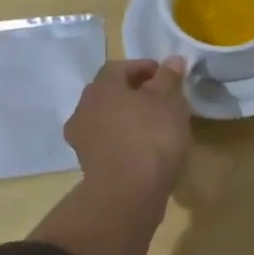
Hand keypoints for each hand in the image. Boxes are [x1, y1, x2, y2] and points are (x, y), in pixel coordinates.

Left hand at [65, 58, 192, 207]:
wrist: (128, 194)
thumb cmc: (151, 136)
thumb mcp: (169, 100)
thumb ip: (169, 77)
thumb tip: (172, 60)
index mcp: (101, 87)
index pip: (119, 67)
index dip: (143, 68)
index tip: (166, 77)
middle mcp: (84, 108)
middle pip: (110, 92)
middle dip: (134, 93)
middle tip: (161, 100)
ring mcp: (82, 139)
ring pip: (107, 118)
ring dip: (127, 118)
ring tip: (156, 126)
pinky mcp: (88, 165)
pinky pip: (107, 142)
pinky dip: (123, 140)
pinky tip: (144, 149)